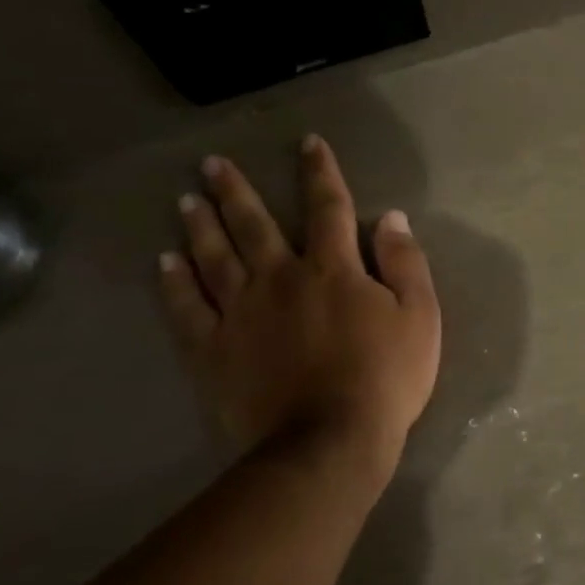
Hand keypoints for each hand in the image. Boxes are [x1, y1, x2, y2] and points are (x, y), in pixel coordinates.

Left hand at [158, 136, 440, 487]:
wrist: (330, 441)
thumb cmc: (385, 377)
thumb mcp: (420, 316)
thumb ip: (405, 263)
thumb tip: (391, 218)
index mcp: (333, 269)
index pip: (328, 207)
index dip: (320, 173)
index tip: (308, 143)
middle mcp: (280, 279)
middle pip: (254, 225)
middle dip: (235, 191)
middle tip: (212, 164)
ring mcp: (240, 314)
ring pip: (214, 258)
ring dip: (200, 226)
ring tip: (186, 200)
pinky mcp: (213, 350)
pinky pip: (188, 309)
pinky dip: (175, 284)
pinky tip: (165, 263)